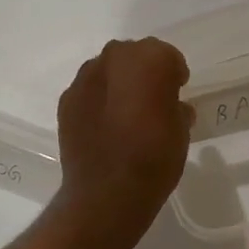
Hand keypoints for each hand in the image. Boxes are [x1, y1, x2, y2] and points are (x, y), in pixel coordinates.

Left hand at [54, 38, 193, 230]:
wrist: (107, 192)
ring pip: (108, 70)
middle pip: (134, 56)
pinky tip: (104, 126)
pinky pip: (89, 91)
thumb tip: (171, 107)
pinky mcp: (67, 99)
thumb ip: (176, 108)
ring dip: (118, 84)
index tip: (177, 93)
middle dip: (144, 73)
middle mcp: (115, 57)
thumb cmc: (155, 157)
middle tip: (151, 102)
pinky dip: (97, 101)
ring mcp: (86, 77)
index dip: (174, 75)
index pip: (167, 57)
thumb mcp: (181, 130)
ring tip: (125, 115)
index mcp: (149, 59)